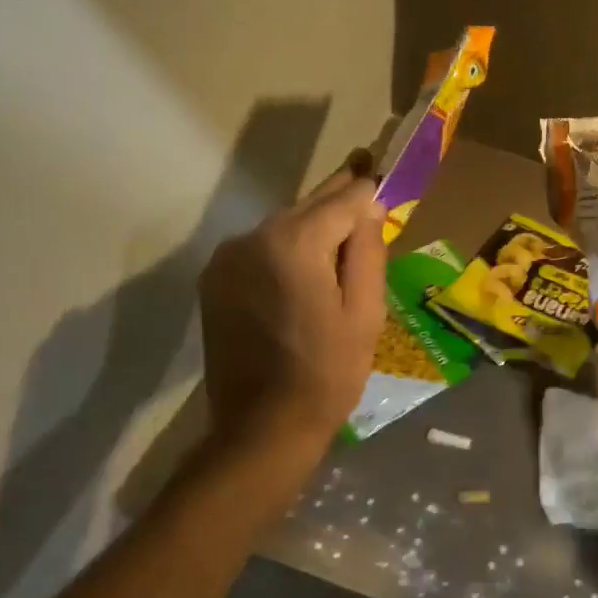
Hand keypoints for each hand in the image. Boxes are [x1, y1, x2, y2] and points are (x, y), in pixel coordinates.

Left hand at [199, 166, 386, 452]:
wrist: (262, 427)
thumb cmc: (328, 372)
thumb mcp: (365, 313)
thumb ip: (367, 250)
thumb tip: (370, 205)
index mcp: (293, 243)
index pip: (342, 197)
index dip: (367, 188)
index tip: (383, 171)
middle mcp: (252, 237)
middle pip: (307, 206)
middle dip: (340, 202)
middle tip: (367, 185)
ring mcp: (226, 258)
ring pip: (283, 227)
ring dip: (312, 229)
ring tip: (341, 240)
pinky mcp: (214, 281)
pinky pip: (261, 250)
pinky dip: (286, 250)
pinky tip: (305, 272)